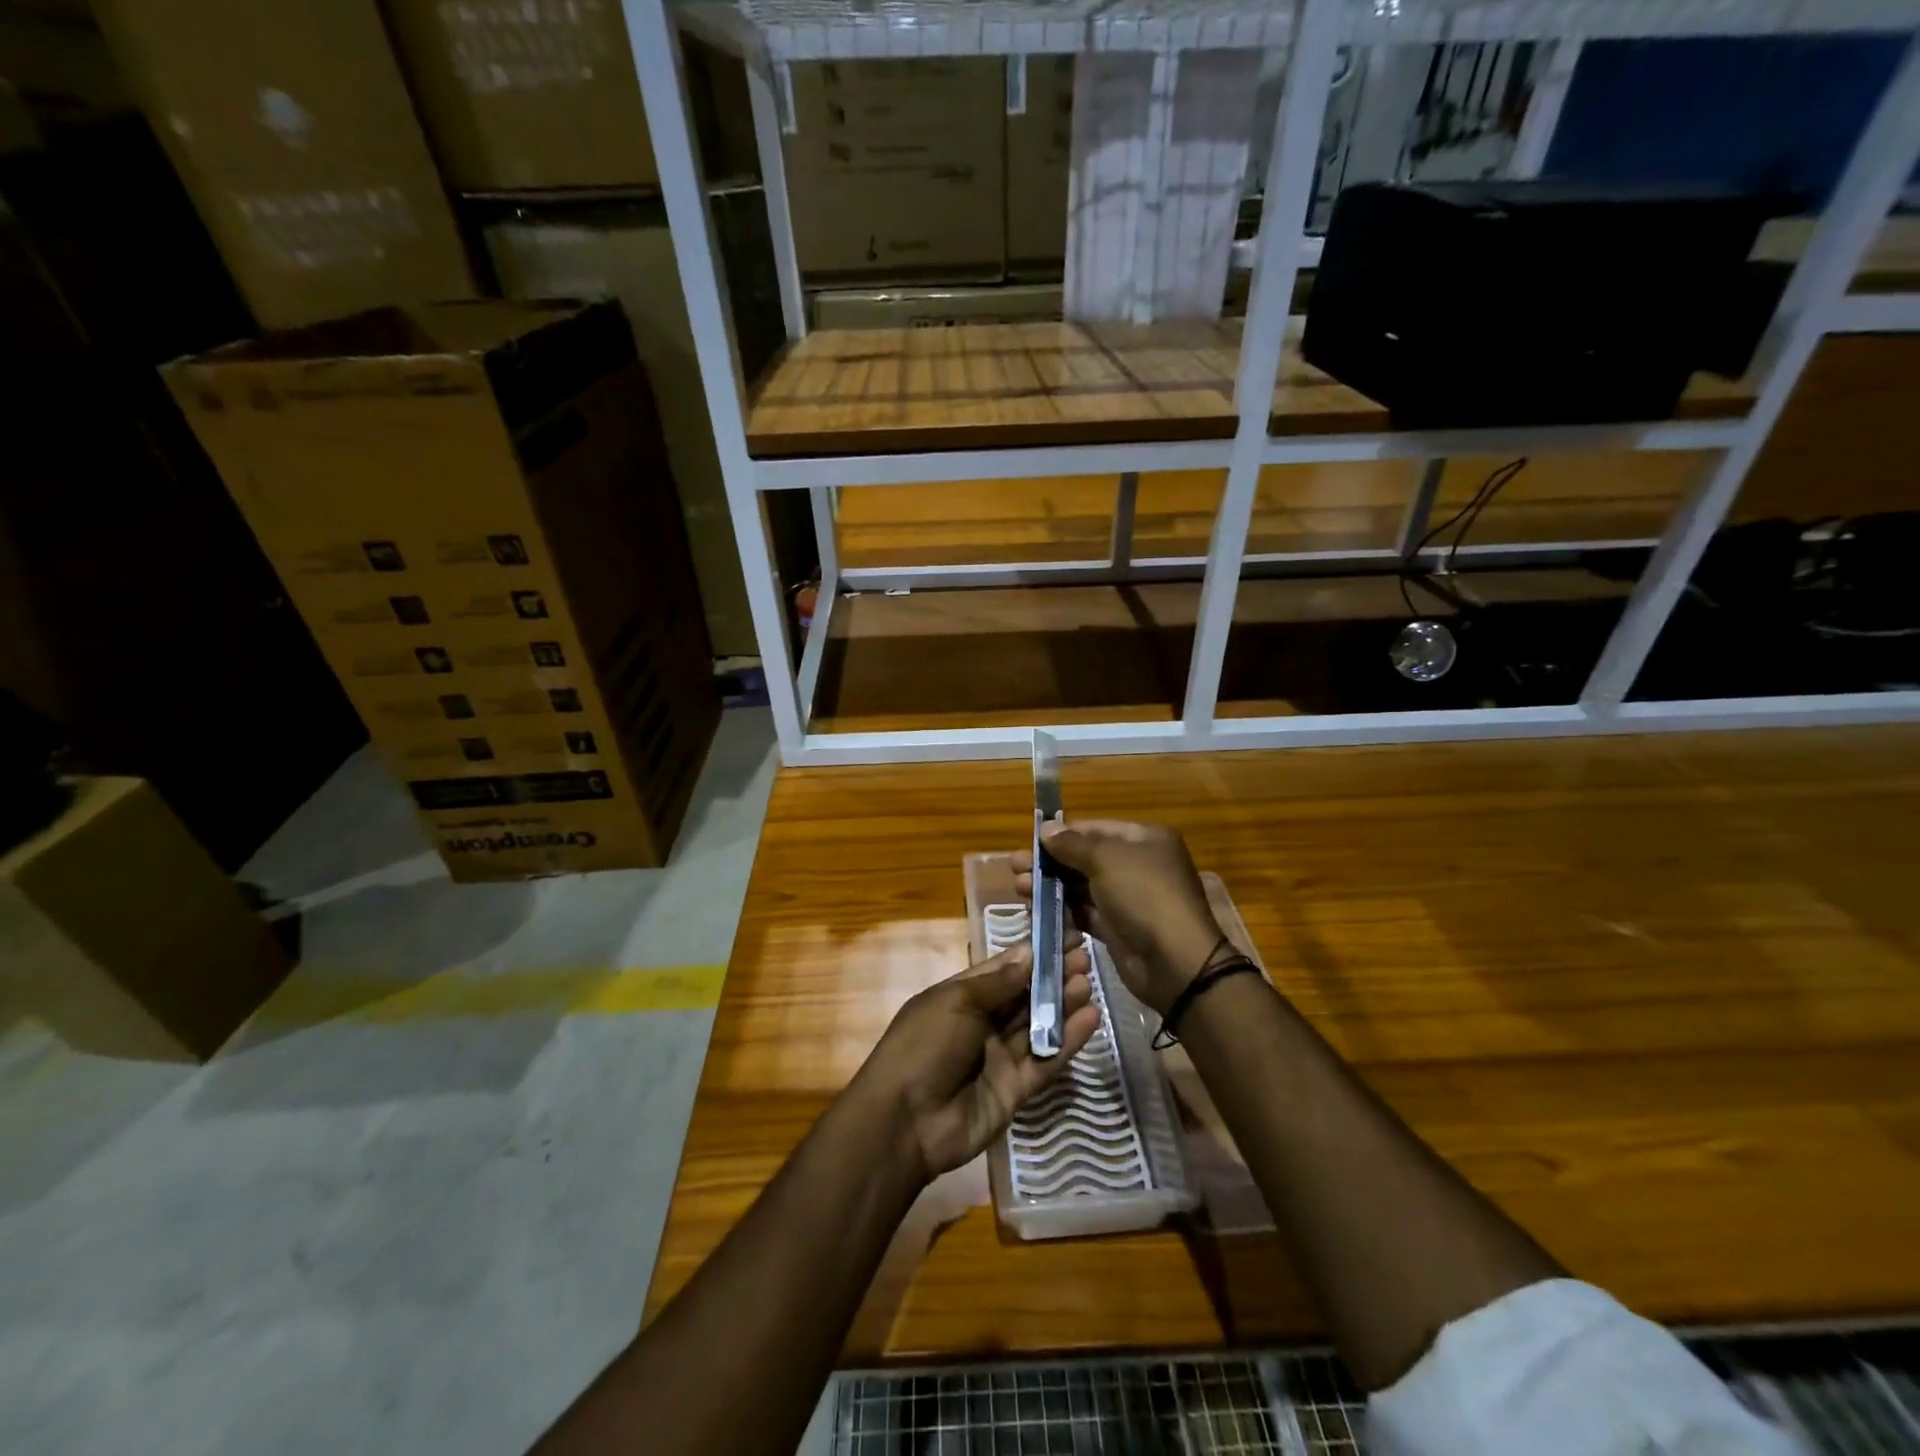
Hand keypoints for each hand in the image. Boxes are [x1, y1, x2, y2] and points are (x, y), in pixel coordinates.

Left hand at [852, 942, 1100, 1183]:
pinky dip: (1068, 1041)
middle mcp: (983, 1023)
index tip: (1064, 935)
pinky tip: (1090, 1018)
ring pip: (1038, 1025)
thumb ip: (998, 982)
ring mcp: (1000, 1057)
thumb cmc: (924, 1045)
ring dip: (1063, 1004)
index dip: (1033, 953)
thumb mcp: (956, 1002)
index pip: (1004, 968)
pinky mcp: (1016, 1089)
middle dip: (1053, 976)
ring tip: (1089, 982)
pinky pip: (1046, 1061)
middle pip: (1024, 996)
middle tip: (1085, 958)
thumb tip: (1030, 952)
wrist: (905, 1122)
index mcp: (961, 997)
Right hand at [1014, 819, 1225, 1015]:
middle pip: (1085, 858)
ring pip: (1081, 887)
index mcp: (1144, 840)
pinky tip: (1037, 911)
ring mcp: (1128, 899)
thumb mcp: (1106, 860)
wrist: (1175, 962)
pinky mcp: (1118, 929)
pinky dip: (1063, 911)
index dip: (1062, 834)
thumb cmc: (1144, 896)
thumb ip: (1072, 844)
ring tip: (1020, 889)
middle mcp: (1137, 865)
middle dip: (1051, 862)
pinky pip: (1085, 913)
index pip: (1095, 829)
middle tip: (1016, 868)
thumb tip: (1045, 828)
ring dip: (1051, 886)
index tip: (1030, 842)